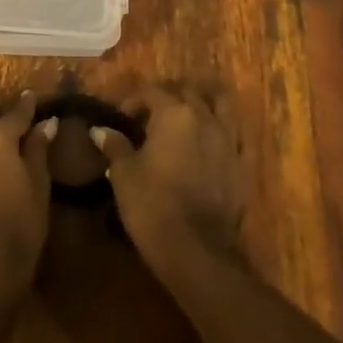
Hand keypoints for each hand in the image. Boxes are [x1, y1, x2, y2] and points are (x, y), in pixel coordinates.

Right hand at [94, 85, 246, 276]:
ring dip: (203, 105)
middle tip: (151, 117)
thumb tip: (100, 130)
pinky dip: (224, 133)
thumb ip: (115, 146)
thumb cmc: (152, 205)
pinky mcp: (243, 166)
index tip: (121, 118)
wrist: (196, 250)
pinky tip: (212, 144)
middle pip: (188, 93)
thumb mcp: (124, 174)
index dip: (133, 101)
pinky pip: (236, 137)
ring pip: (220, 106)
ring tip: (187, 118)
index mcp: (174, 113)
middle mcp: (205, 118)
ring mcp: (229, 141)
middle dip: (168, 98)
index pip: (151, 92)